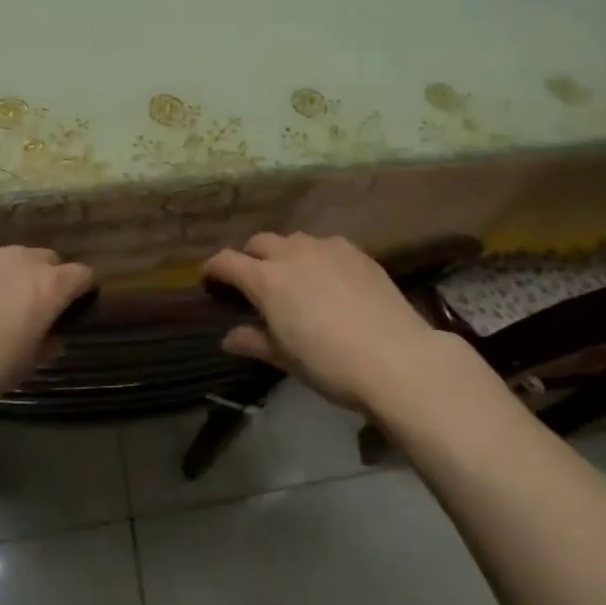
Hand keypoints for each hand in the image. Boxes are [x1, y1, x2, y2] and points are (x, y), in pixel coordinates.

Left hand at [0, 245, 95, 418]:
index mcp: (48, 285)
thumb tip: (53, 337)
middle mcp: (21, 259)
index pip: (82, 275)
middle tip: (31, 309)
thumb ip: (47, 345)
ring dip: (11, 275)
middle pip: (47, 260)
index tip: (73, 309)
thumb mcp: (25, 366)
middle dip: (47, 279)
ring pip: (10, 258)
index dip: (82, 291)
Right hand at [203, 233, 471, 412]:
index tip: (209, 280)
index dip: (213, 269)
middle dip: (250, 258)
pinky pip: (325, 246)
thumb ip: (254, 341)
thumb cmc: (330, 364)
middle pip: (259, 243)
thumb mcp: (285, 358)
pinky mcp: (356, 252)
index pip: (226, 261)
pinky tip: (328, 280)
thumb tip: (229, 337)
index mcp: (266, 279)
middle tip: (253, 283)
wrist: (396, 358)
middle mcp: (292, 253)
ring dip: (283, 254)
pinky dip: (315, 257)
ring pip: (293, 240)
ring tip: (292, 278)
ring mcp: (327, 248)